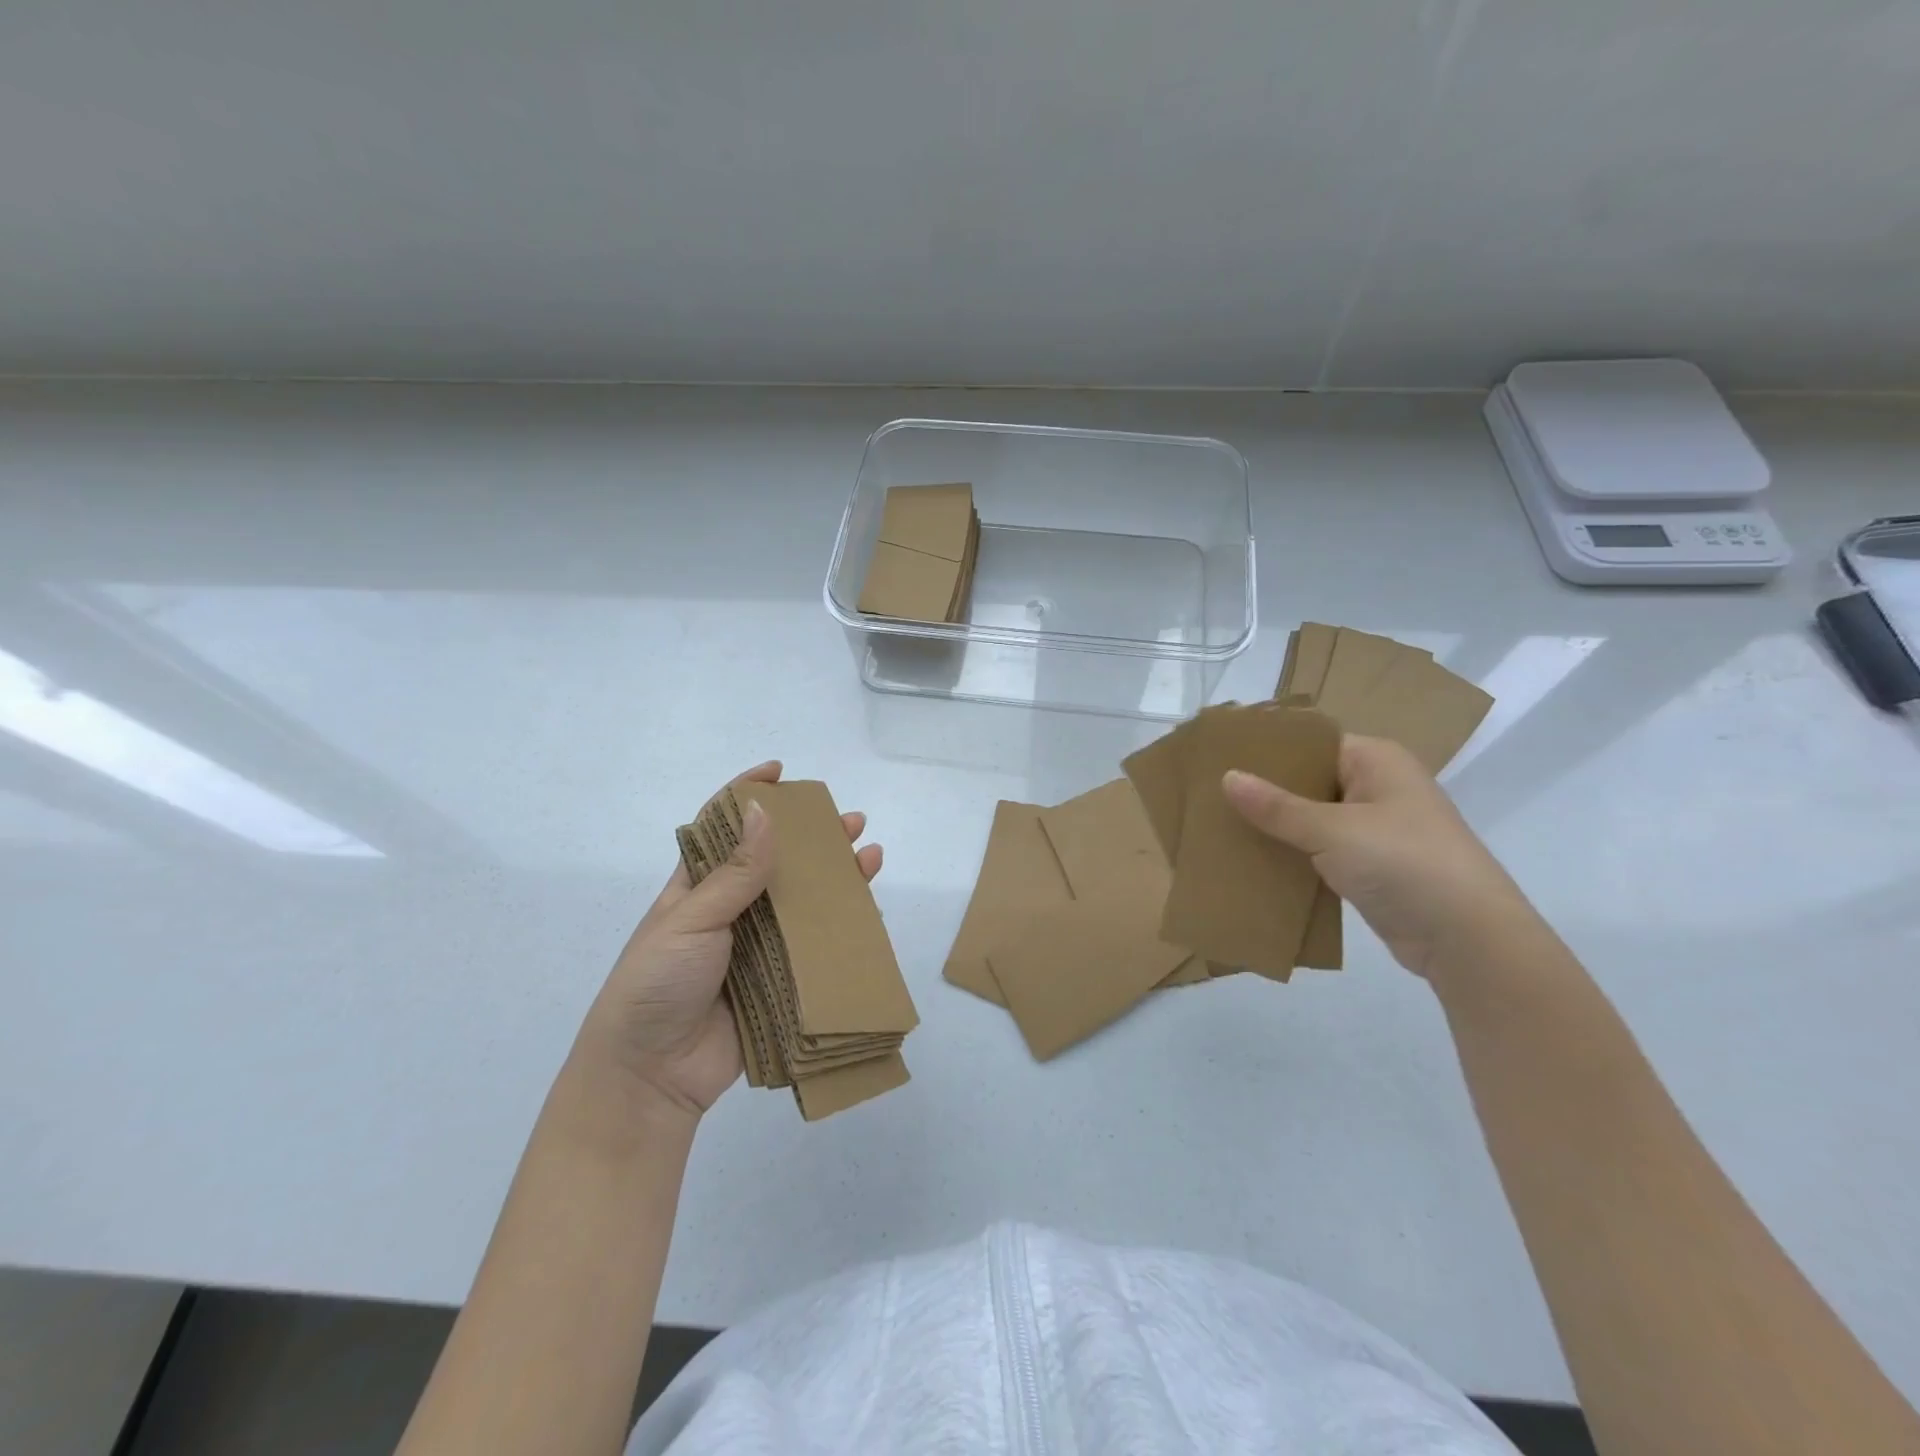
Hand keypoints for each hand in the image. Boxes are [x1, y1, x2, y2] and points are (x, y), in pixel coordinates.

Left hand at [577, 761, 882, 1117]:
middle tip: (850, 823)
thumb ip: (735, 872)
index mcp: (698, 886)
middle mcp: (731, 909)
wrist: (650, 1074)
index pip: (725, 827)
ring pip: (802, 902)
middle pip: (778, 862)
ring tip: (870, 858)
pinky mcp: (777, 982)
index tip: (779, 771)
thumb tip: (762, 811)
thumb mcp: (691, 919)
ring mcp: (756, 946)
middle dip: (813, 839)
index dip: (749, 795)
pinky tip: (867, 913)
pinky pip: (814, 948)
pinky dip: (841, 929)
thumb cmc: (656, 982)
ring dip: (835, 879)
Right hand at [1222, 735, 1535, 978]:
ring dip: (1275, 825)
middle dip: (1264, 790)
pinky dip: (1292, 854)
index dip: (1268, 749)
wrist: (1468, 939)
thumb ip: (1277, 806)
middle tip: (1210, 793)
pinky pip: (1320, 849)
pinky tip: (1253, 859)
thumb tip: (1227, 776)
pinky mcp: (1371, 865)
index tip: (1220, 757)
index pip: (1312, 742)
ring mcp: (1376, 828)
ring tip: (1221, 825)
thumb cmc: (1404, 863)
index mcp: (1376, 760)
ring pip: (1312, 817)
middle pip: (1309, 779)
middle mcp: (1377, 786)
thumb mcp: (1333, 831)